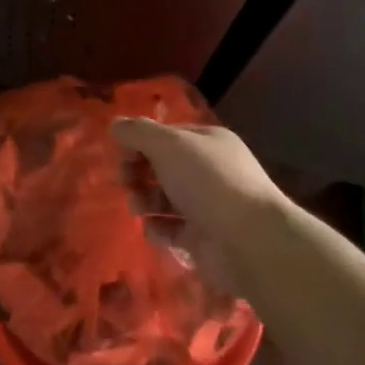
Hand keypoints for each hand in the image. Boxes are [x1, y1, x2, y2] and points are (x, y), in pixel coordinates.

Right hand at [112, 119, 286, 294]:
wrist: (248, 240)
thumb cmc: (208, 182)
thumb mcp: (170, 145)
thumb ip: (139, 132)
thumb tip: (116, 124)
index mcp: (207, 142)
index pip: (165, 136)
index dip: (140, 142)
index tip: (121, 155)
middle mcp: (208, 171)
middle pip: (162, 167)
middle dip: (138, 173)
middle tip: (127, 182)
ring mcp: (206, 206)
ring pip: (163, 198)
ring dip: (143, 200)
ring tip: (138, 208)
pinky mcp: (201, 238)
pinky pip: (170, 229)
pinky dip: (157, 228)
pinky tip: (153, 229)